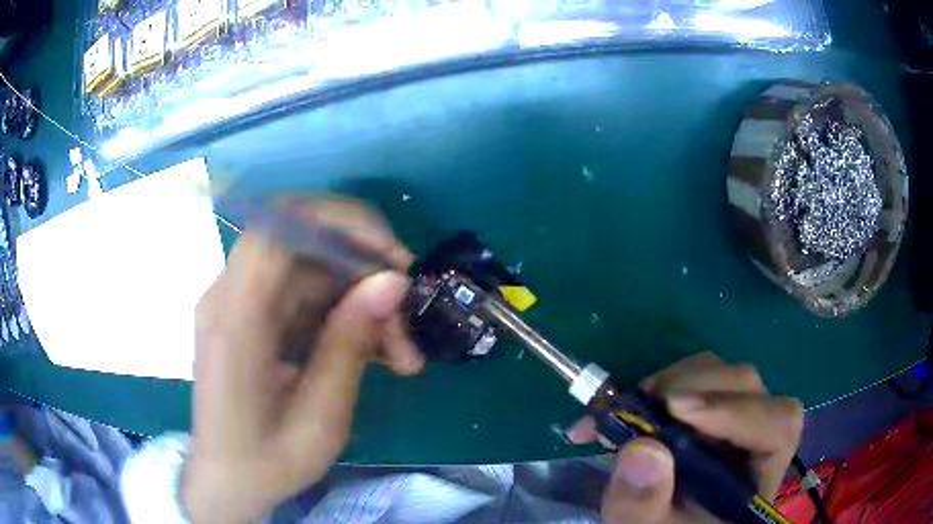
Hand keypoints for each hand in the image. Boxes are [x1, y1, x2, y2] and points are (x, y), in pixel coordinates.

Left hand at [182, 198, 424, 523]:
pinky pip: (305, 296)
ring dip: (362, 302)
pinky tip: (375, 353)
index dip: (341, 225)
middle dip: (366, 275)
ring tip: (401, 356)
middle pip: (305, 249)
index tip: (394, 261)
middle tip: (408, 323)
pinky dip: (344, 316)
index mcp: (235, 319)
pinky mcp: (251, 315)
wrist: (225, 480)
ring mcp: (239, 302)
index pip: (281, 229)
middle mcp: (230, 296)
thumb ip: (350, 345)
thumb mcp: (319, 419)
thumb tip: (393, 281)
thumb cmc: (266, 461)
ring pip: (313, 273)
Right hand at [568, 352, 802, 523]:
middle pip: (751, 390)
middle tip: (648, 403)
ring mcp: (736, 420)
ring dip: (682, 380)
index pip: (778, 426)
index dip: (736, 410)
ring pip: (726, 375)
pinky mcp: (711, 410)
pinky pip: (703, 377)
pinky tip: (642, 402)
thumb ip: (643, 503)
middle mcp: (756, 439)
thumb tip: (641, 446)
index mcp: (756, 477)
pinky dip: (672, 381)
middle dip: (700, 388)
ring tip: (639, 403)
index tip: (676, 409)